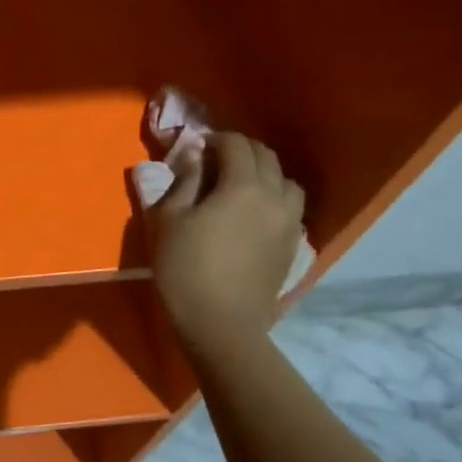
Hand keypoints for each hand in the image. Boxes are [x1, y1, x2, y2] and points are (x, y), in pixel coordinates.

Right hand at [147, 132, 304, 351]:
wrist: (220, 322)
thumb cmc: (185, 267)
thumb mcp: (168, 219)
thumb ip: (183, 181)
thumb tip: (193, 156)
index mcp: (242, 185)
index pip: (236, 144)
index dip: (216, 139)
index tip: (196, 147)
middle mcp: (274, 196)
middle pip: (266, 157)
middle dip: (241, 151)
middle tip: (214, 161)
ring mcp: (289, 222)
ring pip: (286, 182)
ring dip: (264, 174)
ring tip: (240, 186)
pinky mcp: (293, 246)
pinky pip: (290, 209)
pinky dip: (274, 200)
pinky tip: (254, 215)